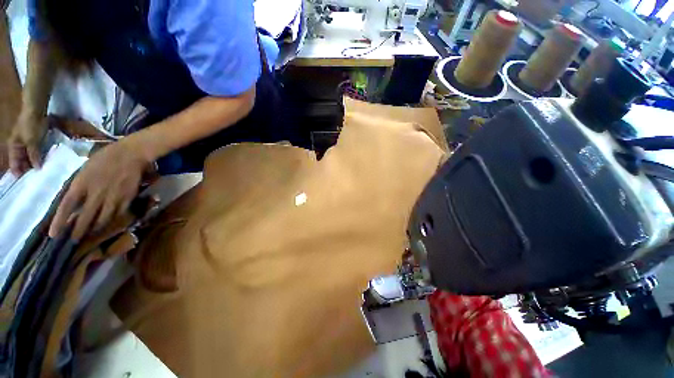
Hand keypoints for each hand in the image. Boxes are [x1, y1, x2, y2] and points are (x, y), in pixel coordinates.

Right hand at [8, 111, 47, 175]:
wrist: (37, 109)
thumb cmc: (32, 125)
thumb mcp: (32, 142)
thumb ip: (34, 155)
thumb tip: (37, 168)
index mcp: (13, 147)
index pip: (14, 164)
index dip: (19, 173)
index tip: (26, 183)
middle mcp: (18, 146)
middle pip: (22, 162)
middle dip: (28, 170)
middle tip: (37, 180)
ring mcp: (26, 142)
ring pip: (29, 157)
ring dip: (35, 164)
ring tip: (43, 173)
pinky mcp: (34, 139)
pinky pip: (36, 151)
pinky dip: (39, 157)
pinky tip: (46, 162)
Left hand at [49, 138, 150, 240]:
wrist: (130, 154)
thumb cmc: (105, 158)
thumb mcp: (86, 169)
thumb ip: (80, 185)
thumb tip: (75, 201)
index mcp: (82, 183)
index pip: (67, 205)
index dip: (59, 221)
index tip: (53, 235)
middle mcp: (96, 193)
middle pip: (85, 216)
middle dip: (79, 230)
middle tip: (74, 240)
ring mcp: (113, 196)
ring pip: (103, 218)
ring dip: (96, 227)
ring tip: (92, 233)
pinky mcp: (127, 197)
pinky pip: (119, 213)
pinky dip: (113, 219)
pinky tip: (111, 222)